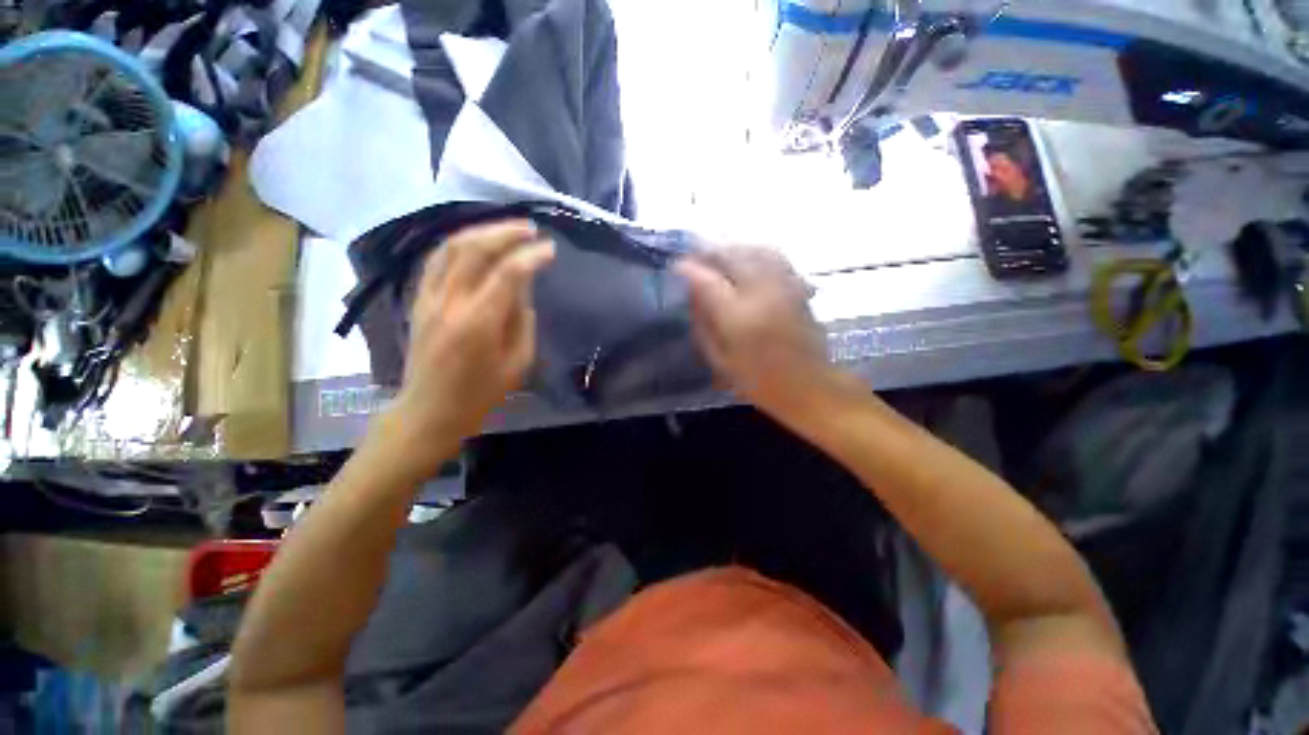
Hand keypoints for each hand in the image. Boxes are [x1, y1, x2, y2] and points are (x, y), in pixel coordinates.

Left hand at [382, 220, 553, 467]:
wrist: (429, 410)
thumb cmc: (481, 394)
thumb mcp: (518, 363)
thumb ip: (523, 320)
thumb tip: (523, 288)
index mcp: (479, 323)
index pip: (508, 274)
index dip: (531, 256)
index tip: (550, 249)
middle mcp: (450, 302)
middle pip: (476, 250)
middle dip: (506, 233)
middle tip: (531, 229)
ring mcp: (429, 298)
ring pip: (452, 248)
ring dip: (482, 232)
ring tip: (507, 229)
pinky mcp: (418, 300)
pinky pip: (436, 260)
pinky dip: (459, 244)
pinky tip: (476, 242)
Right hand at [675, 246, 845, 421]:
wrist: (810, 386)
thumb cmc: (760, 381)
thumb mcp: (721, 360)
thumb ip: (703, 325)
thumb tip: (692, 296)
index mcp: (739, 317)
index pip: (708, 280)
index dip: (689, 269)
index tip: (677, 266)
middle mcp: (762, 293)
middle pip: (732, 256)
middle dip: (709, 252)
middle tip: (695, 258)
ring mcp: (784, 286)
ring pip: (755, 250)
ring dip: (733, 249)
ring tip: (718, 257)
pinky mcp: (798, 286)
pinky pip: (775, 257)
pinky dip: (756, 253)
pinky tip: (747, 261)